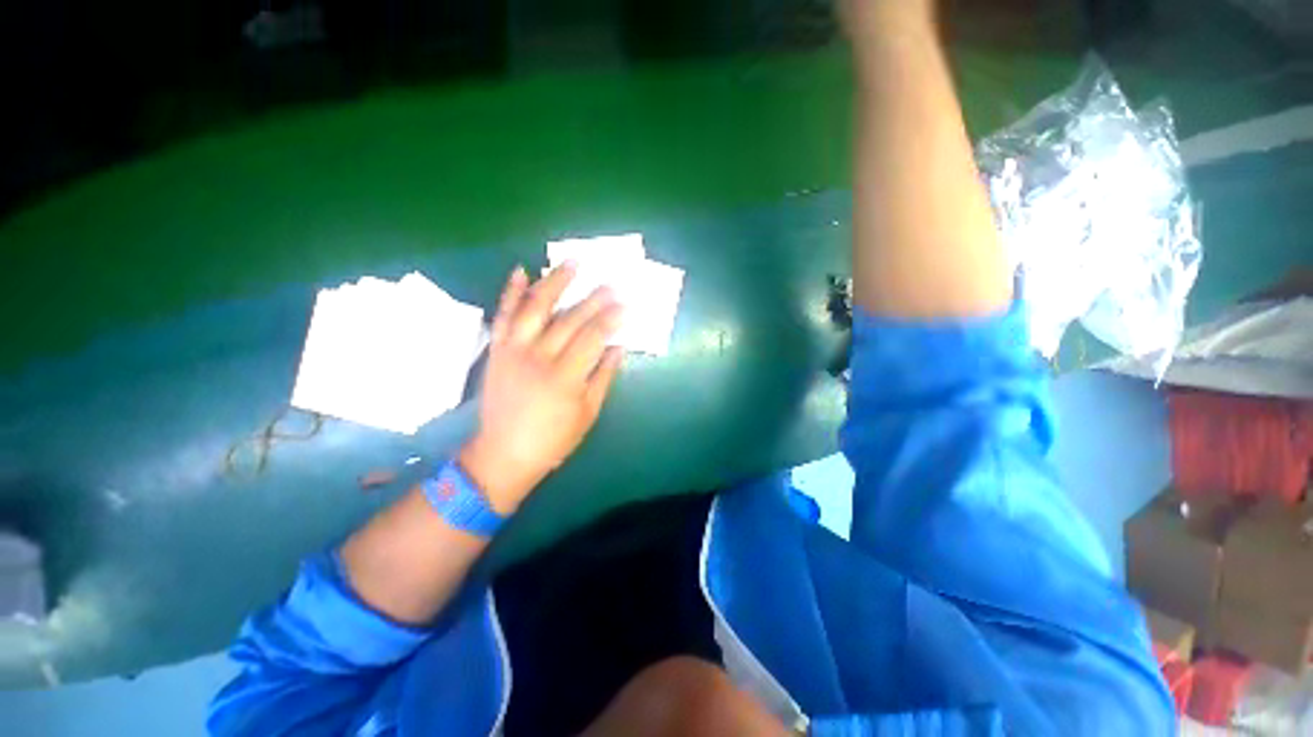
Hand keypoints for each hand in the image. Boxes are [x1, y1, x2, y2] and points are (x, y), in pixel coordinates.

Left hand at [459, 264, 623, 513]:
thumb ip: (603, 377)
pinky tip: (521, 271)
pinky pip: (503, 315)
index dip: (611, 319)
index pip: (593, 337)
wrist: (504, 453)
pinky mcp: (497, 349)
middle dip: (594, 299)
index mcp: (565, 377)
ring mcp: (514, 350)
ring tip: (571, 263)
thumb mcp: (587, 413)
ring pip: (535, 308)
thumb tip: (618, 348)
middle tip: (610, 284)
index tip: (625, 305)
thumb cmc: (553, 439)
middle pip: (570, 319)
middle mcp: (538, 357)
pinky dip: (510, 292)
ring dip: (554, 282)